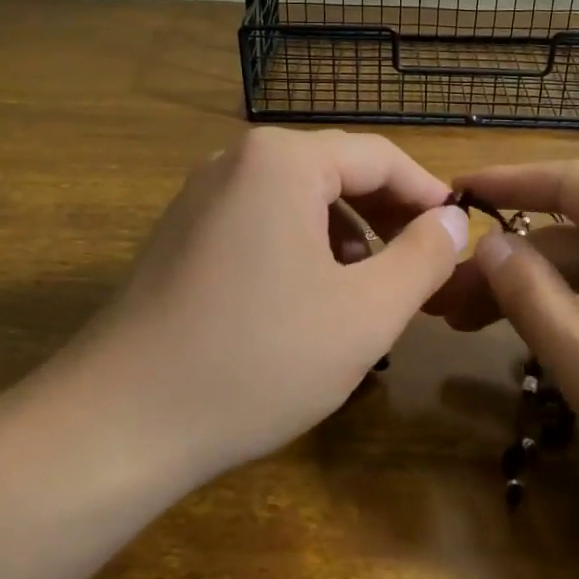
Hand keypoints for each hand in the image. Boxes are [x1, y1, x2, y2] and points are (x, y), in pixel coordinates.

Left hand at [70, 129, 469, 483]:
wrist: (119, 422)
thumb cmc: (258, 359)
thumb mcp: (364, 313)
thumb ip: (422, 257)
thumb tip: (453, 220)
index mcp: (282, 160)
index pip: (380, 156)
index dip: (427, 195)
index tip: (459, 236)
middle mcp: (237, 161)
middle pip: (337, 172)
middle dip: (388, 218)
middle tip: (424, 269)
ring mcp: (202, 196)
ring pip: (300, 201)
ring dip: (348, 237)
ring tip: (370, 292)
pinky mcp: (183, 234)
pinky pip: (263, 223)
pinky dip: (303, 250)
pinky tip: (311, 301)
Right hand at [431, 162, 578, 578]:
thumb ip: (533, 297)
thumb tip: (487, 245)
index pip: (571, 183)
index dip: (504, 184)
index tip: (447, 196)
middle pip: (576, 232)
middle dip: (510, 261)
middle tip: (444, 297)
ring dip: (534, 289)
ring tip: (467, 321)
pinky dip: (570, 310)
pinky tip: (528, 335)